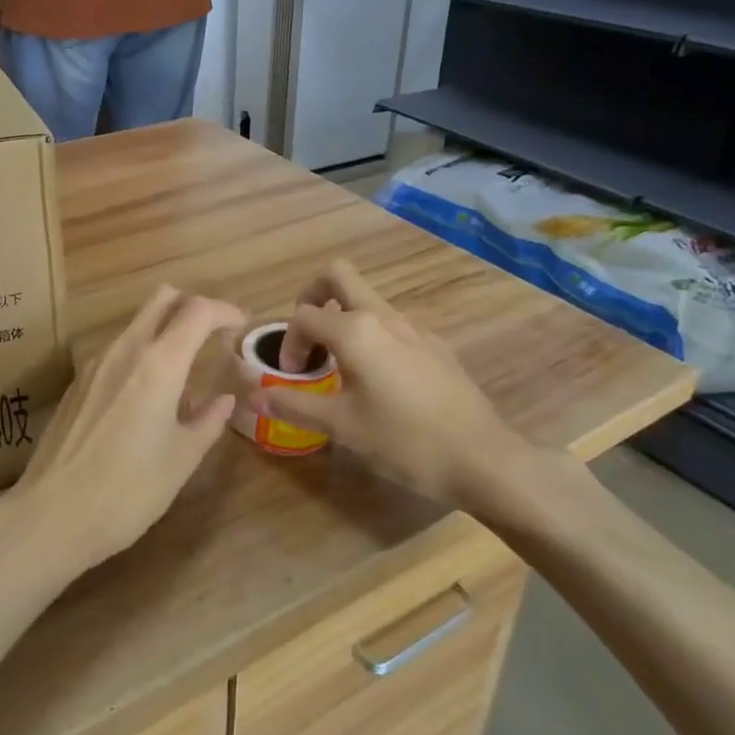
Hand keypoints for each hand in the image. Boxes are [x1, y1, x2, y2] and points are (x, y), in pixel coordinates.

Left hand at [5, 286, 242, 576]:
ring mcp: (95, 363)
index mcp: (159, 363)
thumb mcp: (181, 460)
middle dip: (192, 306)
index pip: (198, 311)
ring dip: (165, 331)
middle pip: (162, 299)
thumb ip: (208, 421)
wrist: (51, 515)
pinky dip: (141, 354)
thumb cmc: (128, 490)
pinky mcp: (77, 382)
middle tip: (213, 335)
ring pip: (137, 323)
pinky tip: (146, 397)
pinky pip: (118, 349)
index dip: (224, 311)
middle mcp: (125, 350)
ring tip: (183, 374)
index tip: (240, 325)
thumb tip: (224, 399)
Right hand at [260, 261, 575, 520]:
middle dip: (313, 294)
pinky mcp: (435, 345)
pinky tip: (380, 382)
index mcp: (355, 329)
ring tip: (339, 366)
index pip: (303, 315)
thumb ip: (293, 405)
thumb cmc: (404, 440)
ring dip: (344, 319)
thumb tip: (252, 396)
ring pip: (368, 301)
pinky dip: (372, 337)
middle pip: (338, 276)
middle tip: (308, 335)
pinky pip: (392, 325)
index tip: (292, 376)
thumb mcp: (341, 426)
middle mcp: (383, 316)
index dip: (288, 342)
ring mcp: (414, 328)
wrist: (483, 459)